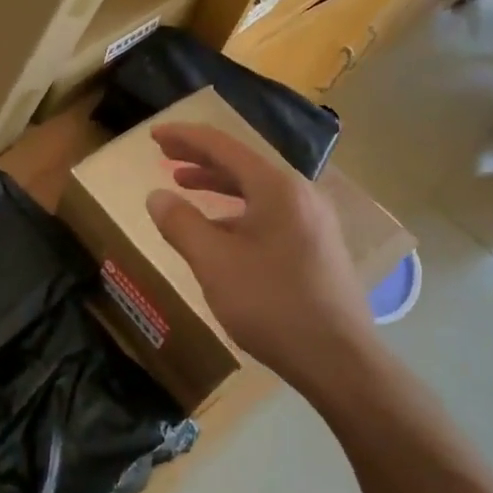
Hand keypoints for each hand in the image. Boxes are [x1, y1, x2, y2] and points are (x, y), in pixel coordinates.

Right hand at [145, 124, 375, 389]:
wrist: (337, 357)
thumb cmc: (271, 304)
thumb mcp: (214, 263)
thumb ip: (181, 224)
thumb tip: (156, 196)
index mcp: (277, 188)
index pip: (224, 147)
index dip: (186, 138)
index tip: (154, 135)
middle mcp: (299, 195)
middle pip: (243, 164)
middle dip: (200, 158)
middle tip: (164, 156)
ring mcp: (312, 221)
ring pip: (257, 190)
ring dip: (218, 185)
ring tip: (184, 186)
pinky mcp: (316, 246)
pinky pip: (269, 212)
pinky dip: (237, 211)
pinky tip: (219, 230)